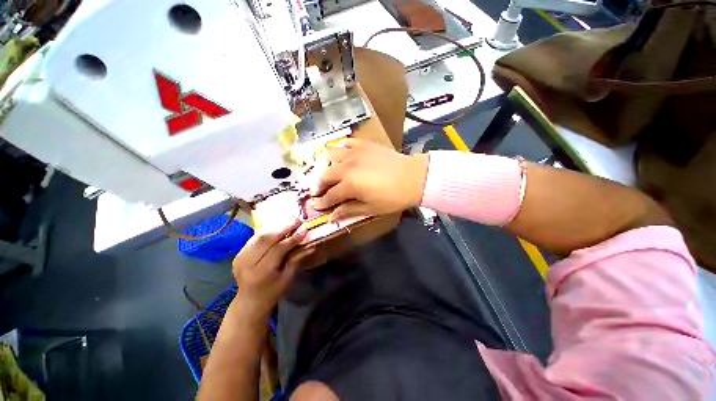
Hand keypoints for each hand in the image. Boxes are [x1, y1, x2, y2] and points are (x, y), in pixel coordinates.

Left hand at [232, 219, 309, 318]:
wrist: (249, 301)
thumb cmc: (272, 292)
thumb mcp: (287, 278)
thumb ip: (296, 258)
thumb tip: (308, 241)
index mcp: (261, 273)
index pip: (277, 250)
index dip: (292, 238)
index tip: (304, 229)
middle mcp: (247, 263)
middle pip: (266, 239)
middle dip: (284, 228)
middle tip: (297, 220)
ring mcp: (240, 257)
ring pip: (260, 236)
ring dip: (276, 227)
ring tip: (290, 222)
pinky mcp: (239, 254)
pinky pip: (255, 238)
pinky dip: (268, 232)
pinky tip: (278, 228)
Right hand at [310, 139, 428, 220]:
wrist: (413, 177)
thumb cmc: (392, 197)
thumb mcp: (371, 208)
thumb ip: (349, 210)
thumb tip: (331, 217)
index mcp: (349, 185)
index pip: (329, 195)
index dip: (321, 202)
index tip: (314, 205)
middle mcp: (347, 167)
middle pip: (325, 175)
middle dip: (318, 185)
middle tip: (318, 191)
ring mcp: (354, 153)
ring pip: (330, 155)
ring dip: (325, 165)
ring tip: (327, 172)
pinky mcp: (363, 145)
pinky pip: (346, 143)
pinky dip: (340, 149)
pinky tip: (342, 155)